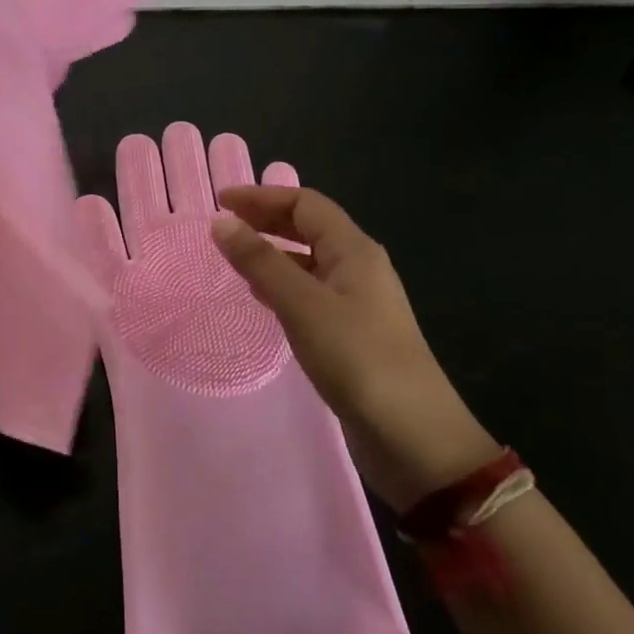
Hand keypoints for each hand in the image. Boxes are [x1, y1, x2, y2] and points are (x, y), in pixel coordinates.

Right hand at [211, 187, 497, 511]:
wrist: (413, 436)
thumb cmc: (357, 359)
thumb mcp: (302, 304)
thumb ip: (260, 262)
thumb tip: (221, 223)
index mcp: (354, 250)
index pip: (305, 204)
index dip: (262, 197)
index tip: (220, 203)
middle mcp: (358, 267)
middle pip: (309, 228)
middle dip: (267, 220)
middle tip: (224, 226)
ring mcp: (358, 302)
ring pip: (309, 261)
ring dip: (273, 252)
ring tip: (235, 258)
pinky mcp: (352, 333)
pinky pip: (311, 292)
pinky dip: (282, 284)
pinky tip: (262, 298)